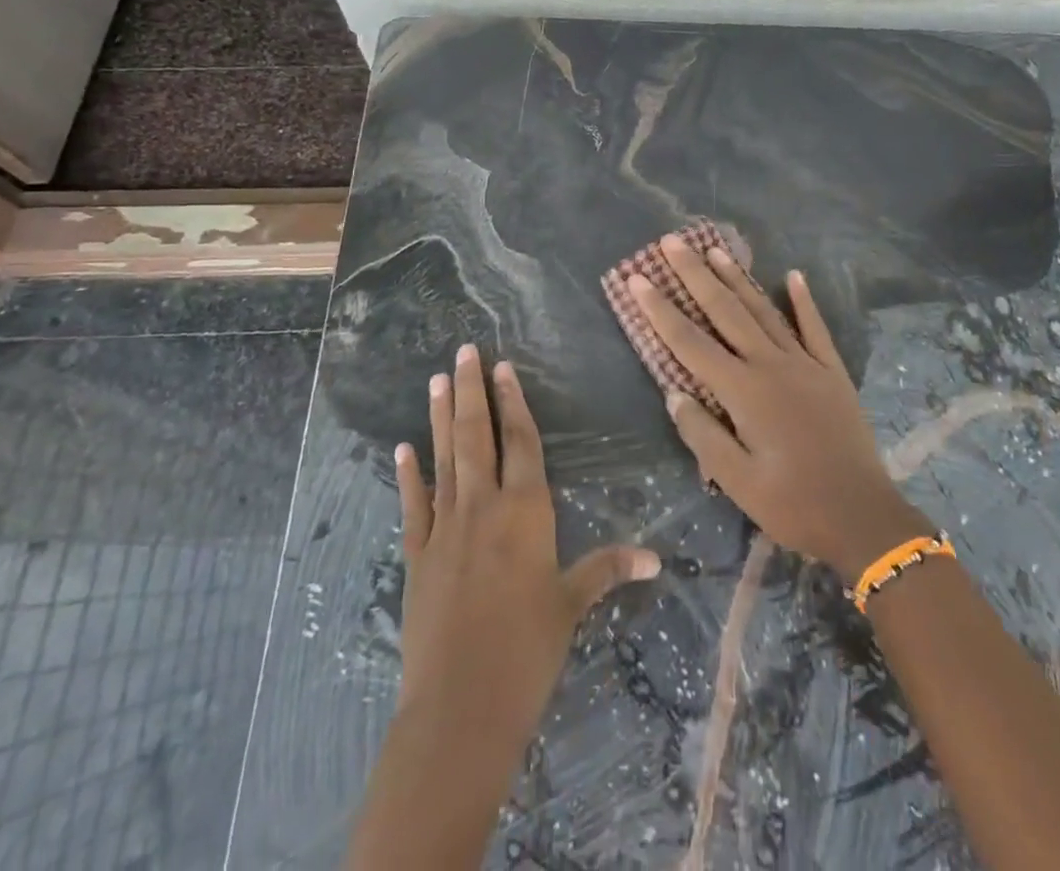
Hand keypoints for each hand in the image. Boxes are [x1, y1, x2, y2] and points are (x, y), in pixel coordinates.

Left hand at [393, 344, 659, 745]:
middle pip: (478, 436)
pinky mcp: (417, 555)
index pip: (522, 442)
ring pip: (445, 459)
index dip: (514, 402)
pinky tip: (402, 449)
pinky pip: (414, 505)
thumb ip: (608, 569)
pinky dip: (409, 475)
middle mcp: (484, 506)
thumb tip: (657, 558)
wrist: (460, 707)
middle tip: (463, 352)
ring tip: (436, 380)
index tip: (503, 368)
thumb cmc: (528, 650)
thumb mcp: (572, 604)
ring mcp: (446, 528)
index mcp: (526, 510)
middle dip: (472, 391)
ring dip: (441, 418)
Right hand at [623, 237, 932, 580]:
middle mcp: (771, 365)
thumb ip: (703, 434)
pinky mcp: (831, 371)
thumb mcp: (737, 482)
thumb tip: (674, 393)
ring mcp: (805, 363)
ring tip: (715, 249)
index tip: (638, 278)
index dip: (660, 310)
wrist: (862, 516)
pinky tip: (794, 275)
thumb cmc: (793, 504)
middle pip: (725, 311)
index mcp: (744, 391)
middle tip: (672, 241)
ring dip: (737, 278)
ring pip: (764, 310)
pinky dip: (803, 301)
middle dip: (695, 274)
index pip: (690, 342)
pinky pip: (814, 328)